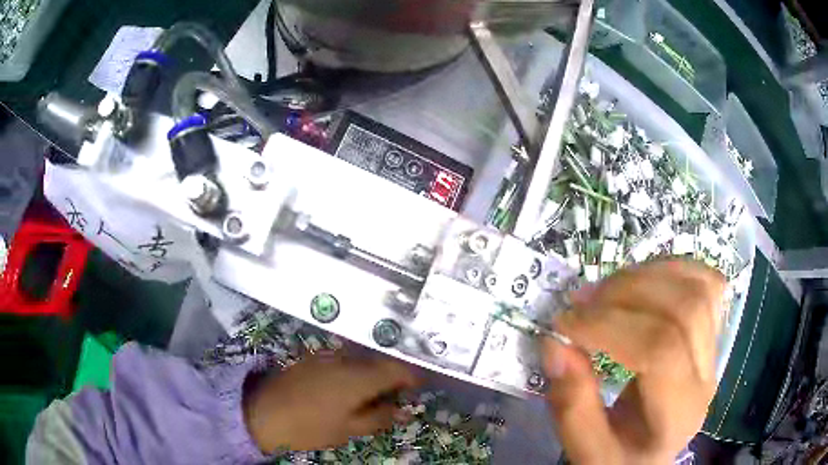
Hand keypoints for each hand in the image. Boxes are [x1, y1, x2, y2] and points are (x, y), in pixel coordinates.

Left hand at [243, 352, 418, 452]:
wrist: (261, 412)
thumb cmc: (309, 426)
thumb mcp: (348, 429)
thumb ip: (379, 417)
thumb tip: (404, 410)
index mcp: (358, 377)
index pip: (396, 369)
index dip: (411, 376)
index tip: (417, 389)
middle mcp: (345, 359)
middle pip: (379, 361)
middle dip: (392, 376)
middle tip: (394, 397)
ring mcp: (326, 356)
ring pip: (360, 360)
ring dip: (372, 373)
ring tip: (370, 395)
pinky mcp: (311, 357)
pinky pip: (343, 360)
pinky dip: (353, 371)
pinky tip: (346, 388)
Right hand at [543, 259, 725, 463]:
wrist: (649, 457)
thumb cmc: (619, 458)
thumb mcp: (587, 451)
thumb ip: (571, 407)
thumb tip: (555, 345)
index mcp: (678, 415)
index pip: (661, 351)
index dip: (610, 327)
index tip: (564, 324)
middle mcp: (706, 377)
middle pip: (685, 310)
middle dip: (627, 294)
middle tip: (581, 301)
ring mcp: (713, 351)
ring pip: (699, 288)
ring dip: (647, 276)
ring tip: (606, 289)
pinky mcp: (710, 333)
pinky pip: (706, 283)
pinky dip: (673, 269)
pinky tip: (642, 279)